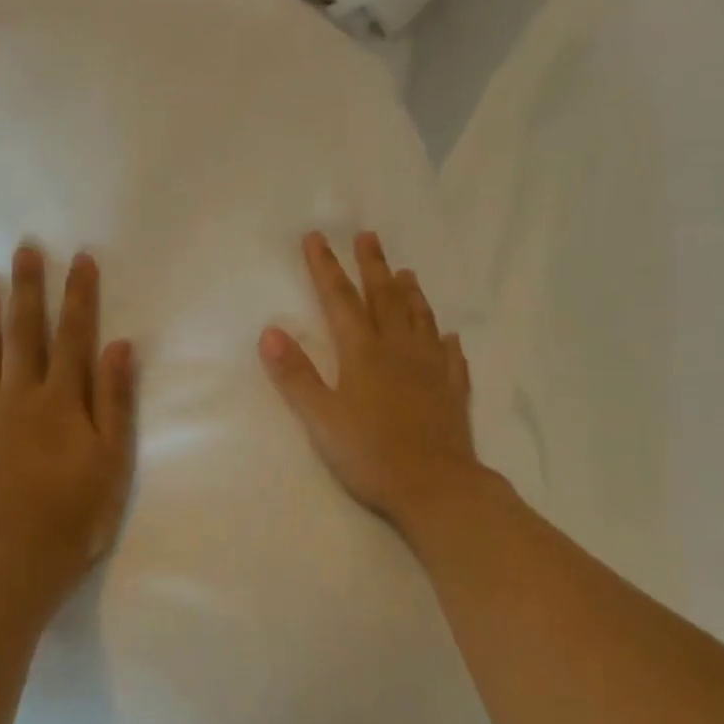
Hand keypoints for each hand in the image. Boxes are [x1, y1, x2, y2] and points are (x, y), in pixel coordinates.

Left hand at [0, 247, 137, 602]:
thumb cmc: (78, 508)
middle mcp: (22, 395)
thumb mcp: (112, 456)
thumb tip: (118, 345)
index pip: (74, 336)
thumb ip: (114, 398)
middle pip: (25, 333)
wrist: (20, 554)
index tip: (79, 259)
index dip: (79, 296)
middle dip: (27, 289)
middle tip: (23, 249)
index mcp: (63, 398)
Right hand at [260, 231, 488, 532]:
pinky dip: (446, 342)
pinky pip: (451, 357)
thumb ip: (296, 376)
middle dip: (373, 266)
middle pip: (386, 298)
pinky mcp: (453, 391)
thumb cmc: (371, 455)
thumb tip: (270, 332)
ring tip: (407, 272)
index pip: (341, 300)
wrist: (436, 486)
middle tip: (369, 236)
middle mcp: (400, 350)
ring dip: (411, 294)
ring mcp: (431, 369)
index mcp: (364, 353)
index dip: (326, 268)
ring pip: (421, 319)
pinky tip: (448, 337)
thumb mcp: (321, 419)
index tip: (316, 237)